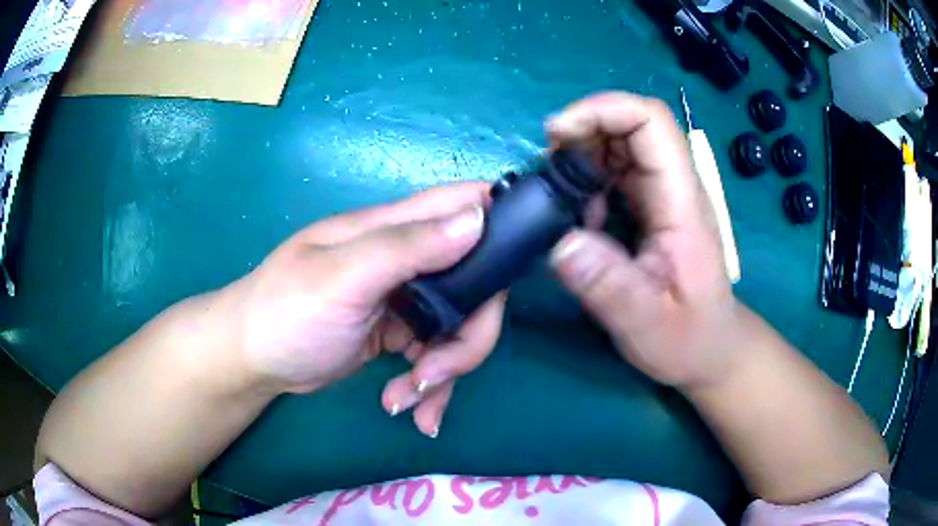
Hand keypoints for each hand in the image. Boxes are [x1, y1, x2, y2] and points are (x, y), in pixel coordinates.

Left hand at [222, 183, 505, 436]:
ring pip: (459, 328)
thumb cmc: (286, 310)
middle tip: (438, 372)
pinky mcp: (398, 335)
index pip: (462, 204)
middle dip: (469, 336)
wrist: (254, 360)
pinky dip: (430, 386)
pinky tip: (407, 409)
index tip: (526, 258)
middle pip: (476, 285)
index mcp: (394, 229)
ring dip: (446, 371)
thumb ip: (407, 247)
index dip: (501, 219)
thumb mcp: (342, 277)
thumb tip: (478, 218)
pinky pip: (435, 357)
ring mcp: (405, 300)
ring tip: (408, 400)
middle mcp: (408, 259)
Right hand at [546, 92, 742, 389]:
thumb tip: (560, 243)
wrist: (711, 349)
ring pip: (621, 144)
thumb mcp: (646, 325)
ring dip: (581, 154)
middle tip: (546, 167)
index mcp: (681, 203)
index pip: (651, 122)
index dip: (603, 110)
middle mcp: (674, 188)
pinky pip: (615, 172)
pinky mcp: (651, 207)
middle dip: (583, 129)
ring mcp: (662, 196)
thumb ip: (608, 287)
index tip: (557, 135)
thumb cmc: (688, 339)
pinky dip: (586, 179)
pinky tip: (576, 215)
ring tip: (556, 194)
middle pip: (632, 124)